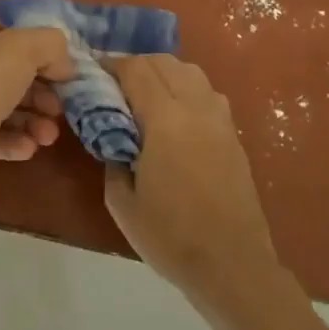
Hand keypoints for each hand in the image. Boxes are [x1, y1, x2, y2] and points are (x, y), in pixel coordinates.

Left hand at [0, 27, 74, 200]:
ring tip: (49, 136)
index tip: (67, 78)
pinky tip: (30, 148)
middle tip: (61, 110)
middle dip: (41, 95)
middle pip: (11, 80)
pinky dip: (16, 143)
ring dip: (33, 122)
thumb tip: (65, 65)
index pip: (11, 46)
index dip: (42, 59)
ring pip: (5, 113)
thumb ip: (49, 45)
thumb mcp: (21, 47)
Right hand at [104, 55, 279, 304]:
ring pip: (190, 72)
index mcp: (166, 120)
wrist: (233, 267)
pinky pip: (207, 93)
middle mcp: (196, 108)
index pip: (136, 69)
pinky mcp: (233, 135)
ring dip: (164, 72)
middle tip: (116, 85)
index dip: (112, 64)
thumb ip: (112, 156)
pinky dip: (186, 88)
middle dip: (136, 64)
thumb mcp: (122, 202)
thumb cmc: (170, 237)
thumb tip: (113, 135)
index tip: (95, 72)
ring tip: (145, 95)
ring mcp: (220, 120)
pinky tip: (174, 115)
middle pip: (165, 62)